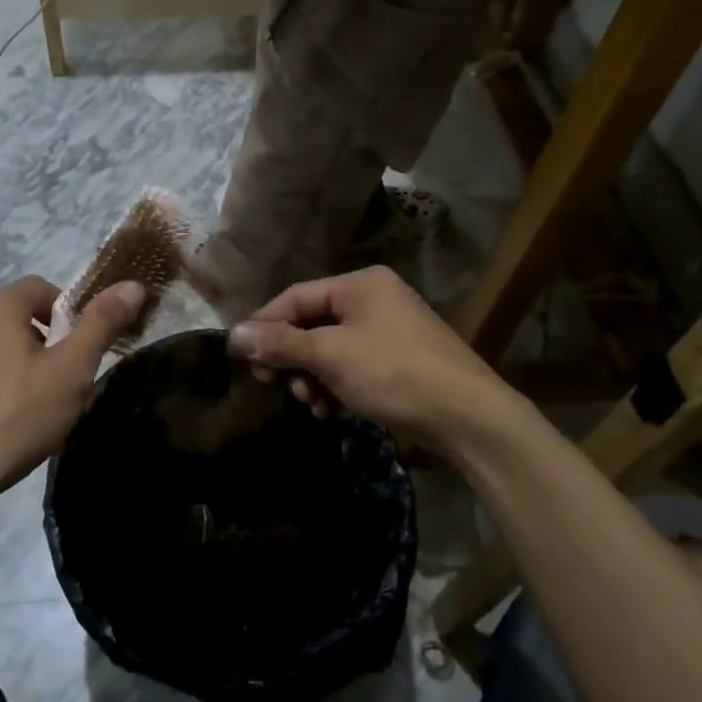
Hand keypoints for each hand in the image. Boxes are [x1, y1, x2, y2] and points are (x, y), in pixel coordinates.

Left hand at [0, 275, 144, 522]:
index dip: (72, 312)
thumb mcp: (71, 370)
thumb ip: (102, 324)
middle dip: (52, 344)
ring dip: (27, 368)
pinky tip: (9, 426)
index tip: (84, 351)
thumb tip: (134, 284)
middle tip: (69, 383)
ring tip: (41, 410)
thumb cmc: (14, 418)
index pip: (44, 286)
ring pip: (2, 349)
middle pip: (22, 317)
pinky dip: (1, 389)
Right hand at [228, 266, 526, 457]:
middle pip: (312, 323)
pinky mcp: (398, 361)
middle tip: (272, 383)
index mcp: (360, 284)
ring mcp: (388, 331)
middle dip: (291, 356)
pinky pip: (351, 366)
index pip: (296, 296)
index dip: (265, 324)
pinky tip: (330, 410)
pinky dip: (335, 385)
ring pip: (330, 348)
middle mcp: (374, 299)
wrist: (468, 417)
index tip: (242, 355)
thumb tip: (233, 335)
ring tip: (310, 402)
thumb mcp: (331, 355)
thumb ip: (281, 343)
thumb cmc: (394, 373)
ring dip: (311, 375)